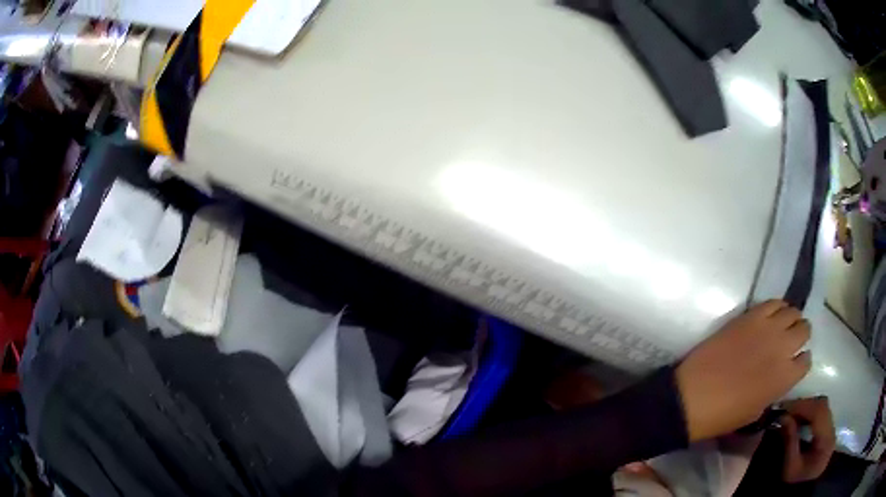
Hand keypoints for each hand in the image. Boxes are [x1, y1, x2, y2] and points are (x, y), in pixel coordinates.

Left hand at [675, 300, 811, 441]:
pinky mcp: (751, 316)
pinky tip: (771, 315)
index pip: (806, 361)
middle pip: (804, 330)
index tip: (795, 362)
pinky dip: (776, 307)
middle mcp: (783, 349)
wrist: (692, 397)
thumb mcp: (756, 411)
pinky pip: (772, 302)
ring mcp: (768, 329)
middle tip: (790, 340)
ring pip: (793, 312)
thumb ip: (773, 390)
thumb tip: (777, 378)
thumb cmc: (722, 415)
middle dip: (800, 335)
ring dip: (791, 319)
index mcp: (786, 378)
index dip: (801, 361)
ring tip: (781, 326)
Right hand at [780, 397, 835, 482]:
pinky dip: (810, 412)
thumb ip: (790, 441)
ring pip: (823, 408)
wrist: (800, 492)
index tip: (786, 406)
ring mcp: (831, 430)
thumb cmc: (794, 483)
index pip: (819, 413)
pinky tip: (799, 417)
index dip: (803, 406)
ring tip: (792, 412)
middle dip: (805, 405)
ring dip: (808, 407)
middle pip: (823, 407)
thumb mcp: (789, 467)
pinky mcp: (828, 431)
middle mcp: (832, 430)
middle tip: (787, 408)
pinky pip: (821, 414)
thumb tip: (784, 417)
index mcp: (826, 440)